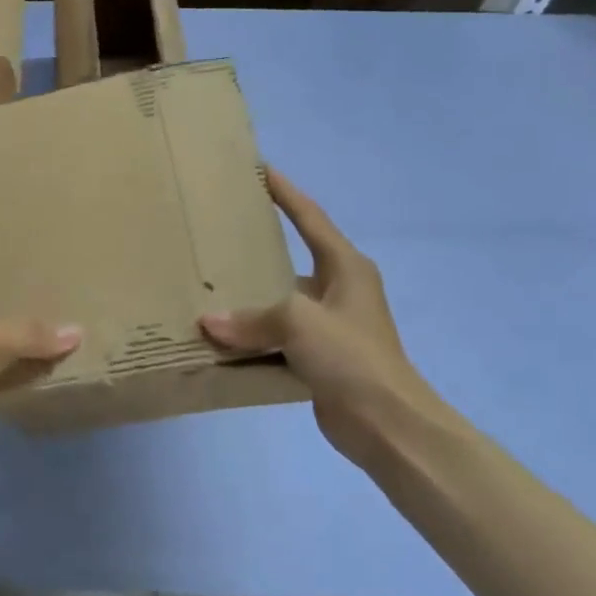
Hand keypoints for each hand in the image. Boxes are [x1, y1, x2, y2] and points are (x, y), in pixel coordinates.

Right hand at [199, 168, 429, 455]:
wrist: (388, 425)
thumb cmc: (351, 356)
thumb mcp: (298, 322)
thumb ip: (251, 318)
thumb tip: (208, 323)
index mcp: (345, 267)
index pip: (310, 218)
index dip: (285, 193)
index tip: (259, 170)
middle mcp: (338, 290)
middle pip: (290, 259)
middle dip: (256, 248)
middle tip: (217, 231)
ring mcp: (329, 326)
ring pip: (279, 302)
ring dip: (249, 299)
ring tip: (207, 284)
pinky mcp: (318, 357)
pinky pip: (276, 337)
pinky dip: (252, 336)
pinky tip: (220, 336)